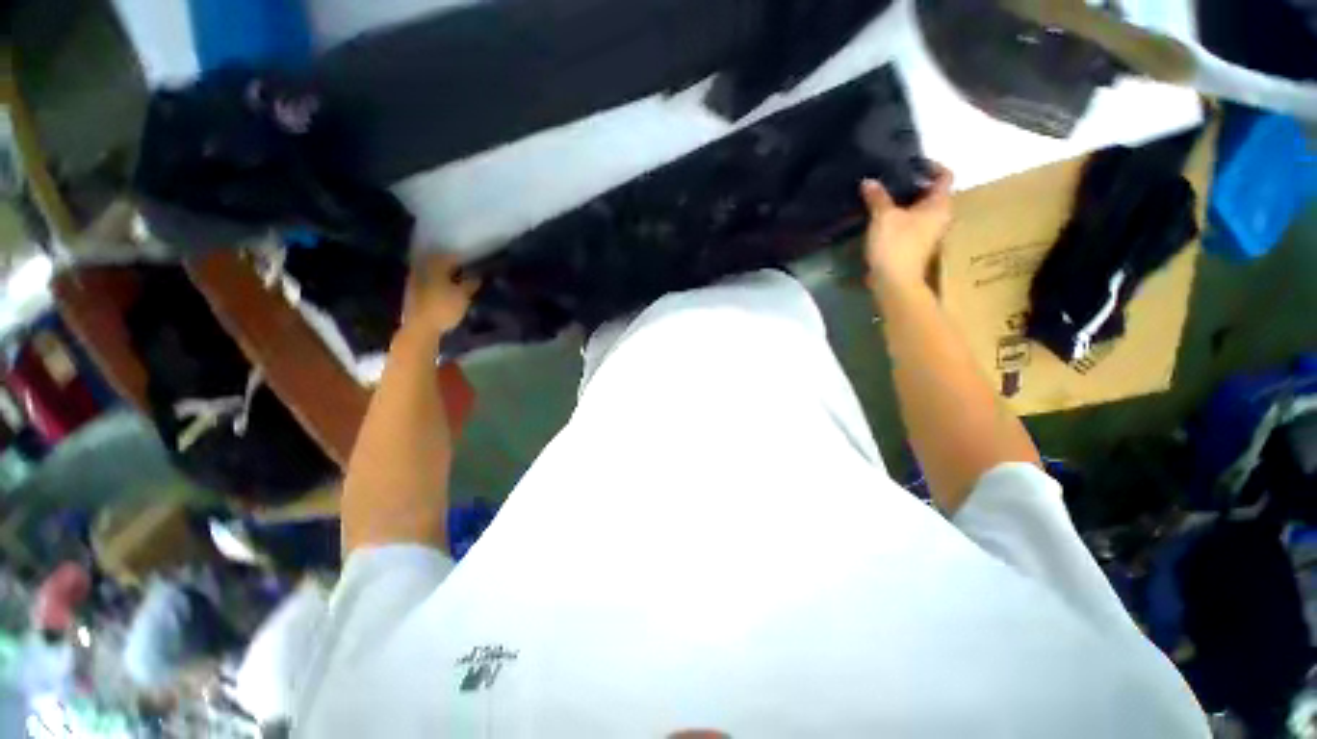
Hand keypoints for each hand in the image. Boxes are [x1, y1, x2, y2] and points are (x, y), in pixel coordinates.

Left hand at [401, 253, 480, 338]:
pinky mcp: (412, 294)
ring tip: (455, 280)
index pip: (448, 257)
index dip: (460, 258)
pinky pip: (426, 282)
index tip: (471, 261)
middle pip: (437, 263)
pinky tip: (444, 290)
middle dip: (450, 265)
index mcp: (434, 267)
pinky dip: (436, 283)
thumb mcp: (463, 296)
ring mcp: (414, 282)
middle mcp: (422, 270)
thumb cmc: (444, 309)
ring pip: (431, 272)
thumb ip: (470, 284)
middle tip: (464, 270)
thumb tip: (477, 276)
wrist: (420, 328)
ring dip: (442, 274)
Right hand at [861, 163, 953, 291]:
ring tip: (883, 197)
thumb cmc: (895, 244)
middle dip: (913, 185)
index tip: (911, 163)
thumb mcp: (883, 217)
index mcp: (939, 205)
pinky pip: (911, 224)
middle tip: (891, 179)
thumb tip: (869, 181)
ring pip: (920, 210)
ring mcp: (929, 233)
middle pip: (931, 193)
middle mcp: (940, 217)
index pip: (944, 176)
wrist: (894, 281)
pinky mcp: (916, 246)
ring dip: (904, 202)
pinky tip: (882, 218)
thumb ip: (877, 197)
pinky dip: (900, 217)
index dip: (931, 166)